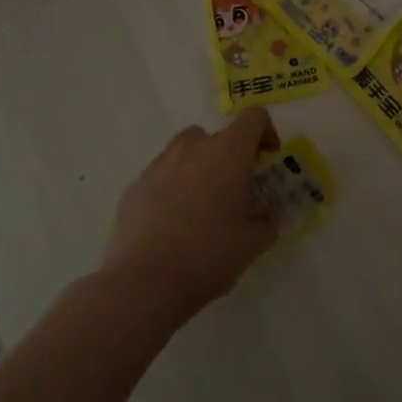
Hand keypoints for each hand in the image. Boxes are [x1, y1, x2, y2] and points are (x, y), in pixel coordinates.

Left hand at [101, 107, 281, 319]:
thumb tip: (265, 216)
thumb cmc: (208, 255)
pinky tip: (171, 224)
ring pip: (185, 151)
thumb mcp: (253, 243)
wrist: (143, 284)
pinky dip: (171, 189)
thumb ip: (266, 221)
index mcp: (228, 152)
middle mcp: (193, 148)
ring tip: (200, 205)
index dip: (266, 133)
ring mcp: (159, 164)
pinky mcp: (135, 187)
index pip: (254, 118)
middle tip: (234, 191)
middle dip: (230, 157)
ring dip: (198, 167)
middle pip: (218, 135)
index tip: (267, 160)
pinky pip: (161, 176)